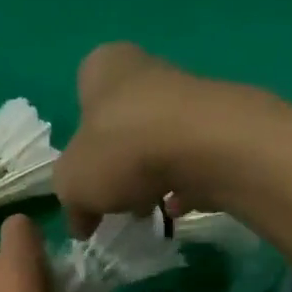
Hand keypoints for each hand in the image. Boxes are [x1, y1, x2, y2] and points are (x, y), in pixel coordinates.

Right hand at [53, 42, 280, 236]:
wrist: (206, 148)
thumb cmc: (123, 151)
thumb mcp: (73, 183)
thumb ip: (70, 200)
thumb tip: (81, 223)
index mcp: (103, 69)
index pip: (82, 98)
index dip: (78, 143)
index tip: (82, 177)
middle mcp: (147, 71)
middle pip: (122, 124)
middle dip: (117, 165)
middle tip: (113, 200)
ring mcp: (188, 97)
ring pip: (158, 143)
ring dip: (149, 178)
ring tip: (146, 210)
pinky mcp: (220, 127)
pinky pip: (191, 161)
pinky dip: (183, 184)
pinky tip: (177, 209)